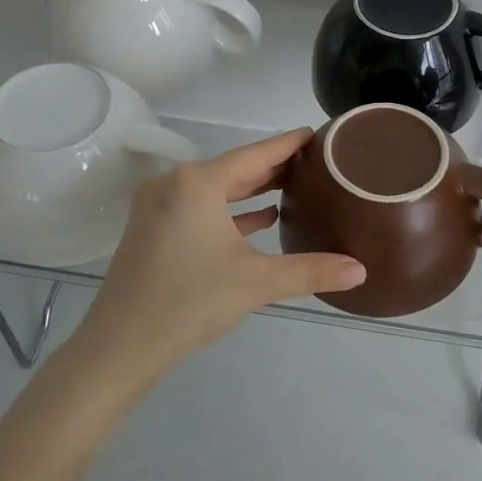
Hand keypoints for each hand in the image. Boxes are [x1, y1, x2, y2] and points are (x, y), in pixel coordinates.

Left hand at [73, 129, 365, 386]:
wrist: (119, 347)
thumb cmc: (190, 302)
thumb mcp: (256, 282)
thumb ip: (311, 271)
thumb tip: (361, 271)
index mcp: (196, 183)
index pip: (254, 155)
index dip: (287, 144)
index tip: (314, 133)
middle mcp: (173, 184)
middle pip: (233, 169)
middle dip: (272, 167)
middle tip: (312, 162)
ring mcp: (158, 206)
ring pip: (215, 189)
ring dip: (251, 189)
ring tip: (291, 186)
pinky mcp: (151, 229)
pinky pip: (199, 208)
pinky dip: (229, 211)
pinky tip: (260, 218)